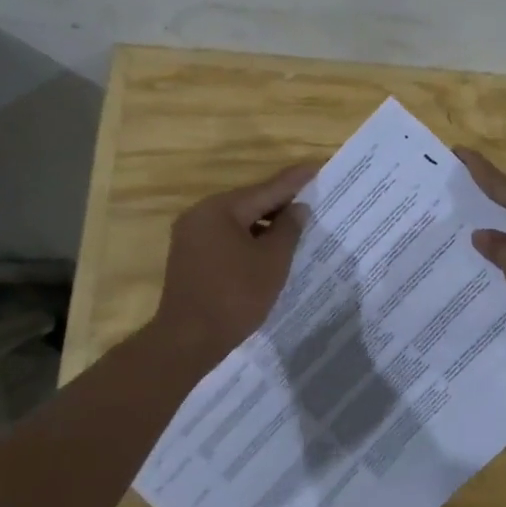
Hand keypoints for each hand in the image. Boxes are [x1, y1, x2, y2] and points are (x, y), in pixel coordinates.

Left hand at [154, 162, 317, 366]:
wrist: (188, 339)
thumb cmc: (236, 296)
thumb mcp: (272, 261)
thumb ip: (288, 229)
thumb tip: (298, 208)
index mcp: (220, 209)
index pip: (266, 189)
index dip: (295, 181)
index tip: (317, 167)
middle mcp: (200, 214)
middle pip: (250, 202)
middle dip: (281, 203)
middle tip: (312, 199)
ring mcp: (191, 236)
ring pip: (238, 221)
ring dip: (265, 223)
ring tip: (296, 226)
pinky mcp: (190, 256)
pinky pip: (226, 237)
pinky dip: (249, 238)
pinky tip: (269, 248)